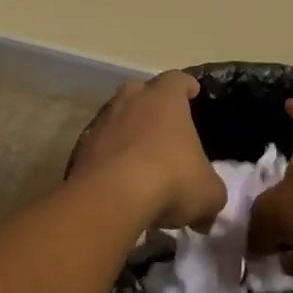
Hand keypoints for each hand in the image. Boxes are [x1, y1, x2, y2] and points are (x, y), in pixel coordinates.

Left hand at [69, 72, 226, 230]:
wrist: (111, 197)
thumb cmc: (171, 181)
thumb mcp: (208, 194)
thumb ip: (211, 194)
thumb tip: (206, 212)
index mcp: (165, 99)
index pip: (176, 79)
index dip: (185, 86)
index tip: (192, 92)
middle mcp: (130, 101)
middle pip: (139, 90)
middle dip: (150, 102)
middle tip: (162, 122)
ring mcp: (102, 123)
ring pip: (115, 116)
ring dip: (127, 130)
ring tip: (139, 153)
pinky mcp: (81, 148)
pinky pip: (99, 145)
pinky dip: (109, 156)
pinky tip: (118, 177)